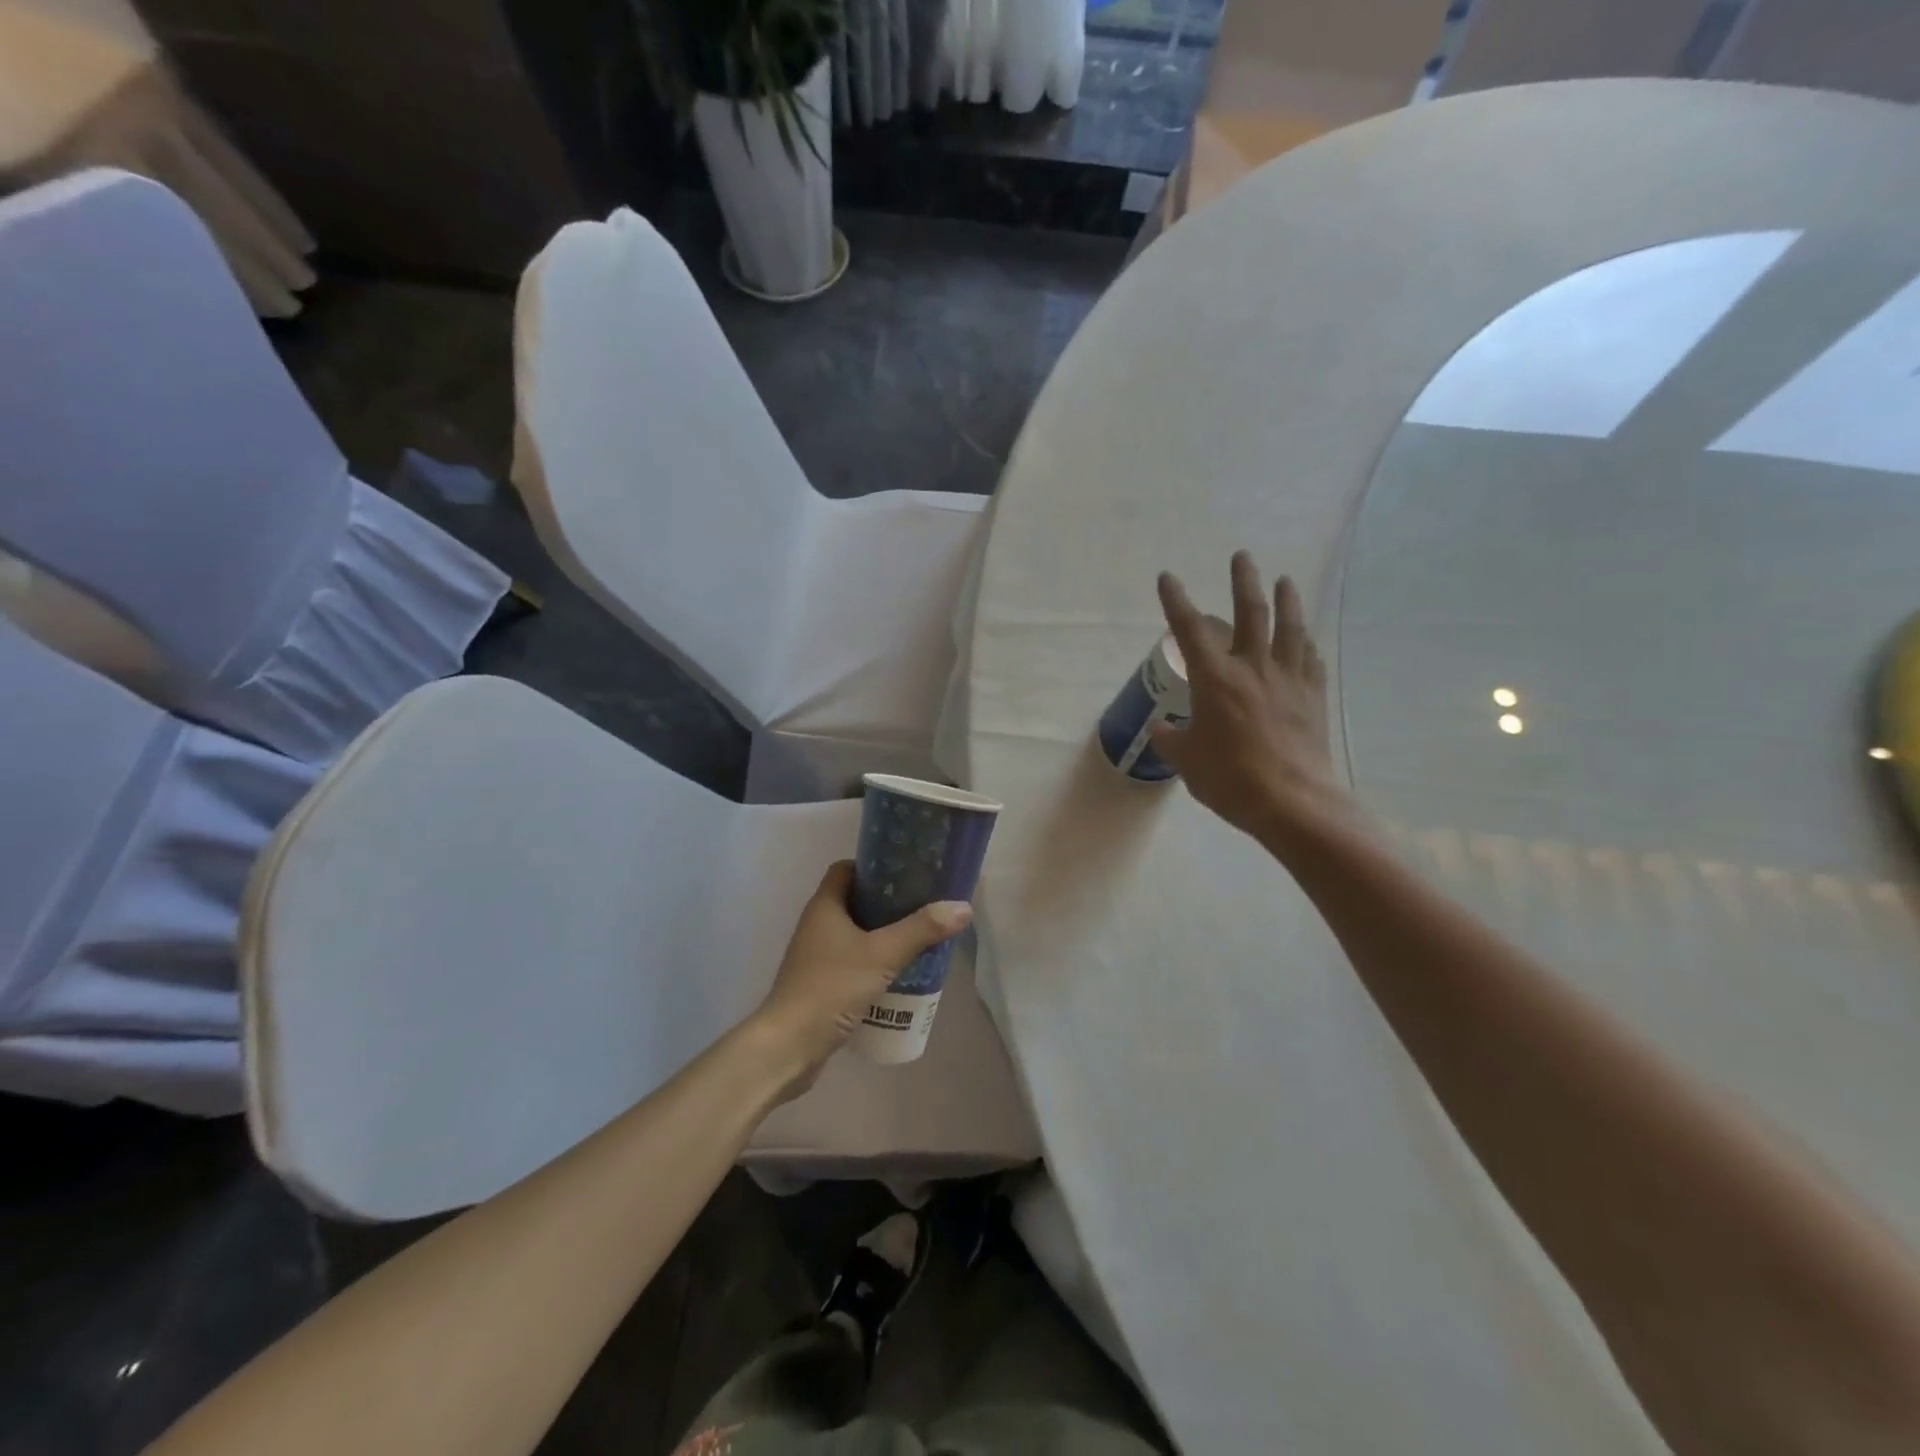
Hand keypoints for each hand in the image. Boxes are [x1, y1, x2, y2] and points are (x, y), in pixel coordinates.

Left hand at [750, 862, 970, 1099]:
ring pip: (853, 933)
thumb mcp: (883, 954)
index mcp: (824, 906)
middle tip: (921, 906)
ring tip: (916, 938)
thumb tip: (963, 906)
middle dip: (886, 903)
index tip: (905, 873)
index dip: (873, 867)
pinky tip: (898, 973)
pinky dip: (872, 961)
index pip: (846, 869)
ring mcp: (815, 956)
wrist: (789, 1045)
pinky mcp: (819, 983)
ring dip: (881, 934)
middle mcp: (816, 924)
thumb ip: (922, 929)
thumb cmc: (832, 987)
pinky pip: (851, 960)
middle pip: (853, 901)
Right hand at [1151, 551, 1356, 849]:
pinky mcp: (1313, 697)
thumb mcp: (1187, 761)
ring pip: (1290, 628)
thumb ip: (1172, 739)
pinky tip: (1308, 641)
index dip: (1176, 601)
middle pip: (1252, 613)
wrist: (1292, 802)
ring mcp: (1289, 680)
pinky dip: (1307, 645)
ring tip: (1285, 580)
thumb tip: (1163, 728)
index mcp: (1215, 679)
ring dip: (1287, 600)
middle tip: (1243, 556)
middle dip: (1244, 581)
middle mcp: (1253, 668)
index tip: (1168, 577)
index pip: (1190, 630)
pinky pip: (1311, 661)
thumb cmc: (1230, 779)